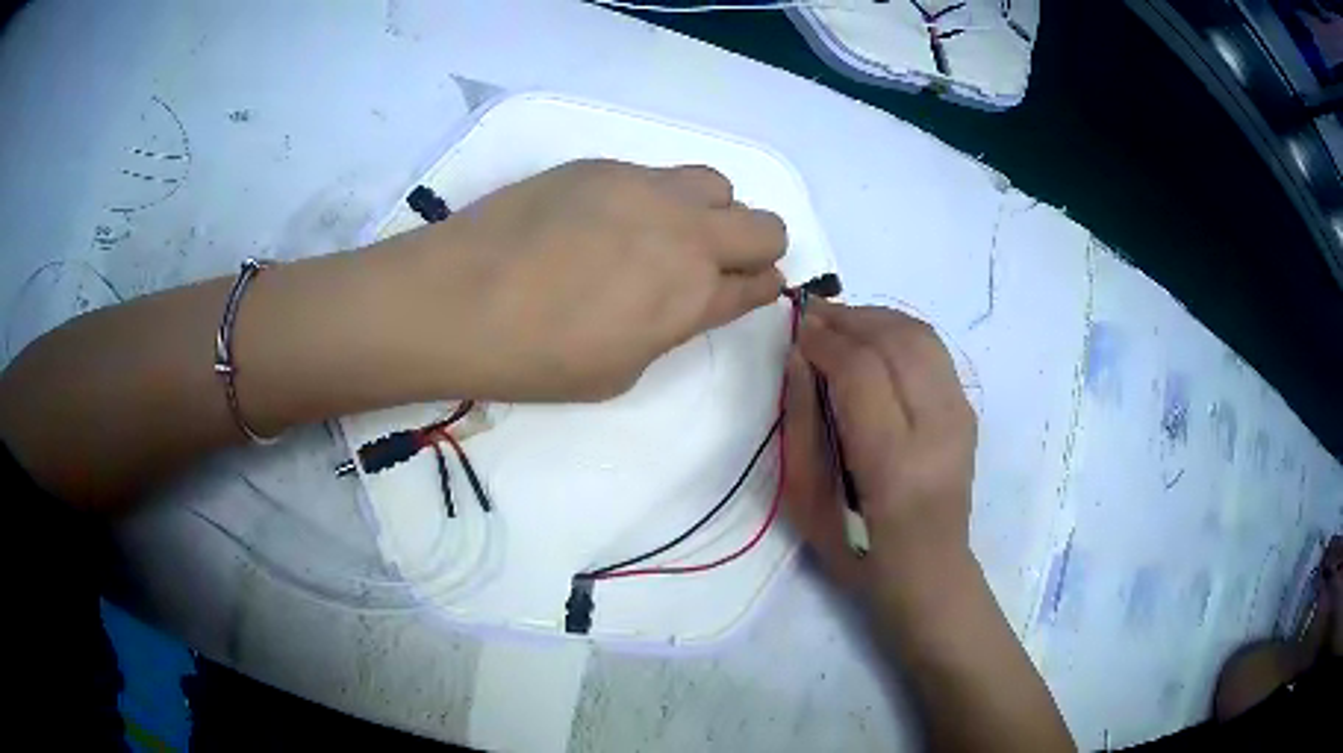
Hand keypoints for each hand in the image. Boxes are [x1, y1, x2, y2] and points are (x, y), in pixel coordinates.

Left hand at [387, 159, 785, 400]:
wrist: (457, 300)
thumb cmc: (534, 358)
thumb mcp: (618, 371)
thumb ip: (669, 329)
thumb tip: (682, 300)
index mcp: (692, 296)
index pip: (761, 283)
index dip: (760, 289)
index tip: (747, 292)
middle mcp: (685, 232)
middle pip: (767, 225)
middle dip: (755, 248)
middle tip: (715, 265)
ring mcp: (645, 188)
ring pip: (717, 185)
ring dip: (710, 212)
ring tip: (663, 234)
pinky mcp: (603, 165)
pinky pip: (656, 174)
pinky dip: (655, 197)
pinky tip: (607, 220)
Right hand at [782, 300, 978, 605]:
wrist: (929, 570)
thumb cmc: (857, 553)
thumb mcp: (807, 502)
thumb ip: (801, 424)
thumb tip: (798, 356)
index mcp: (893, 464)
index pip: (862, 373)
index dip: (826, 342)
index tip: (797, 330)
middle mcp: (938, 431)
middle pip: (897, 342)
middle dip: (850, 318)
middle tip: (813, 315)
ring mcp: (961, 418)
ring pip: (921, 336)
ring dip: (876, 317)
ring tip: (840, 320)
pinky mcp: (968, 412)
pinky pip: (933, 350)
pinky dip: (899, 331)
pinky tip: (873, 338)